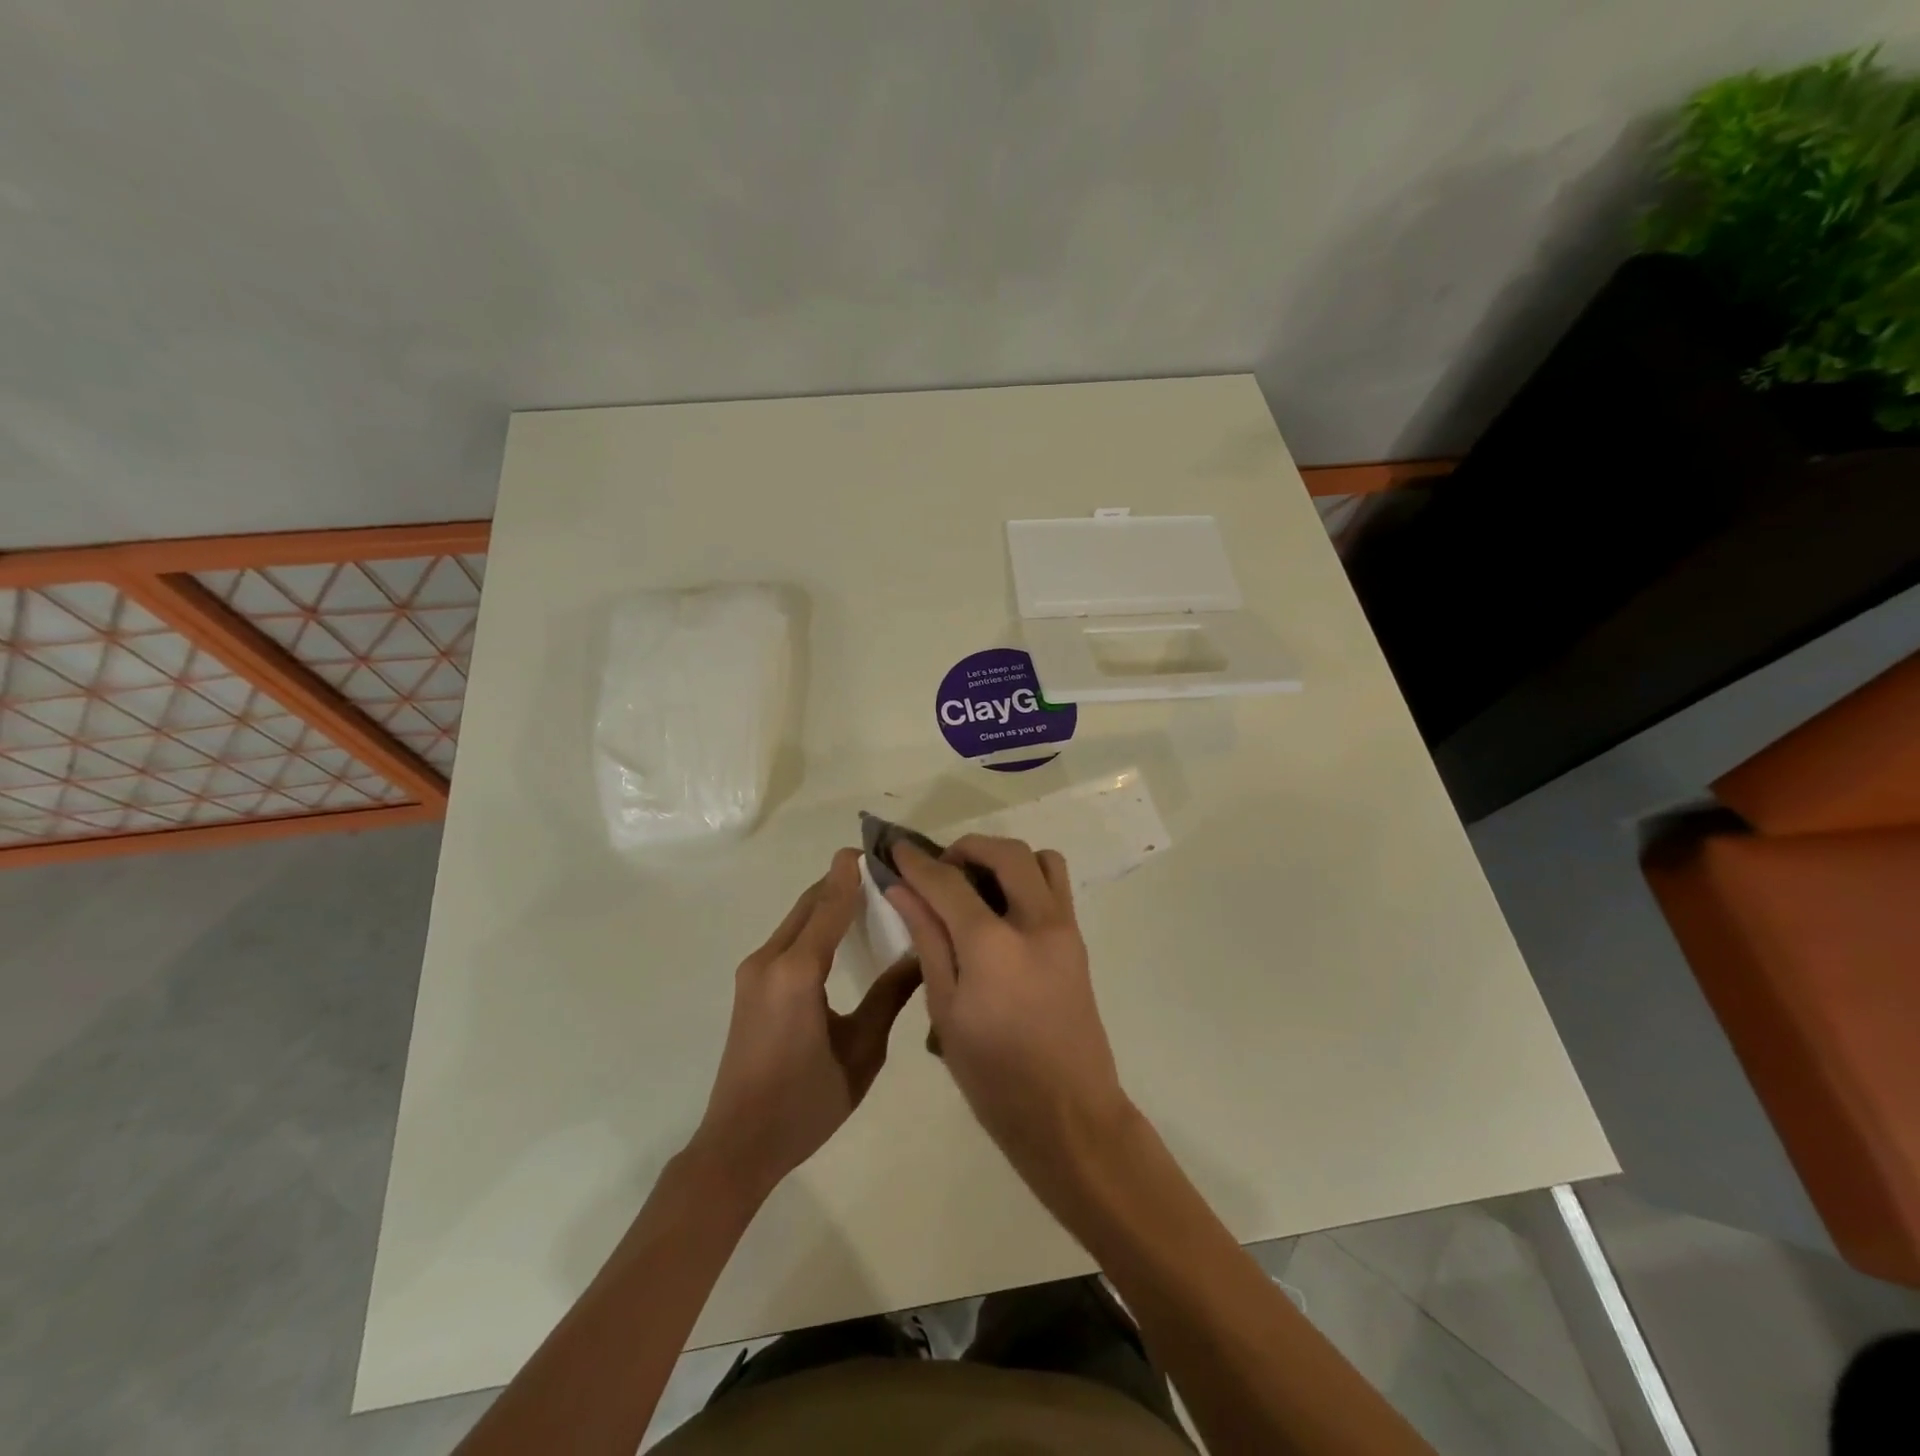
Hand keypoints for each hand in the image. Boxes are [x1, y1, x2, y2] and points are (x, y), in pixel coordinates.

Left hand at [692, 848, 921, 1195]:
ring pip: (795, 920)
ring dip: (825, 903)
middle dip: (839, 883)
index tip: (870, 848)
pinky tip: (836, 934)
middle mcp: (769, 960)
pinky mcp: (749, 987)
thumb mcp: (862, 1051)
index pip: (829, 906)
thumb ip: (890, 997)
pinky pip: (786, 940)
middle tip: (878, 871)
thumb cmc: (806, 1103)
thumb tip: (921, 956)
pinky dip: (813, 924)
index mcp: (797, 971)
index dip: (850, 875)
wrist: (738, 1145)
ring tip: (864, 897)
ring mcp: (753, 973)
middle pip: (808, 905)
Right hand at [886, 836, 1133, 1186]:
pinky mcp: (1079, 942)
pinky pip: (1055, 887)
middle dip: (967, 848)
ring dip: (1006, 859)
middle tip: (939, 870)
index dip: (917, 862)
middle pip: (1005, 853)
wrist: (1069, 1115)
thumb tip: (902, 890)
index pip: (949, 882)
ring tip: (976, 887)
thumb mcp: (946, 1010)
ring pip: (1042, 860)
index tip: (895, 850)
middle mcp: (1037, 923)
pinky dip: (1027, 880)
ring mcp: (1065, 930)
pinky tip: (1001, 915)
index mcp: (994, 945)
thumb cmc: (994, 1076)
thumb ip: (927, 940)